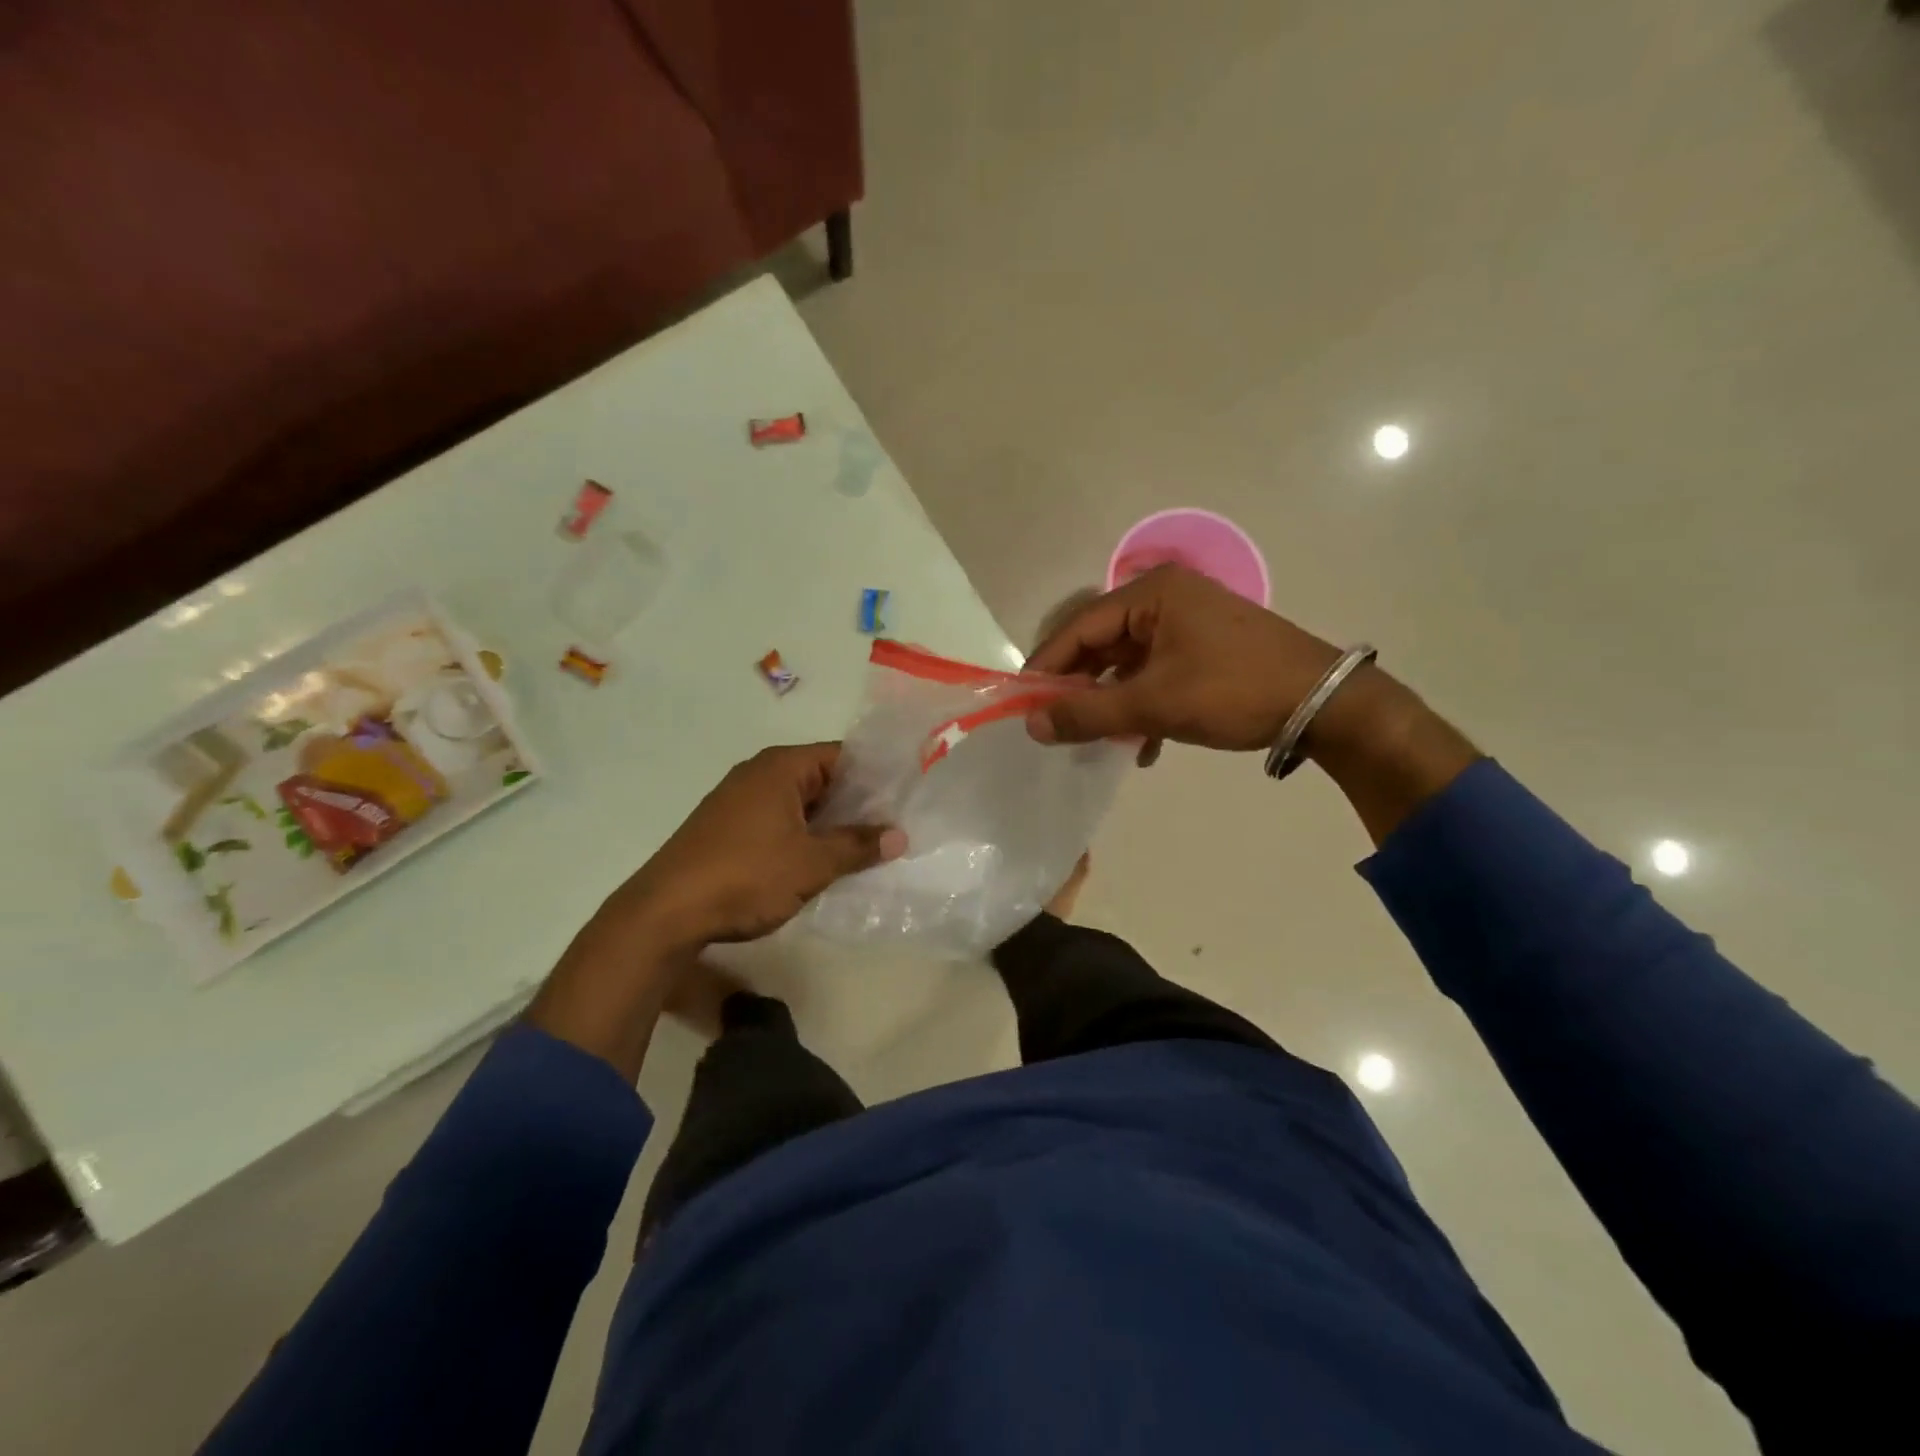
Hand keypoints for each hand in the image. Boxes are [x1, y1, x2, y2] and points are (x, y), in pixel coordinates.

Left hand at [613, 742, 904, 947]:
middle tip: (894, 827)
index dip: (876, 775)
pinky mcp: (727, 828)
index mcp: (781, 767)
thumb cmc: (746, 876)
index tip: (904, 798)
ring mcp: (739, 801)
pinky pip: (779, 822)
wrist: (665, 913)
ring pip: (800, 804)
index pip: (842, 756)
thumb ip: (858, 846)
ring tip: (866, 848)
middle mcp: (759, 774)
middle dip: (857, 804)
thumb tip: (899, 836)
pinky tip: (821, 862)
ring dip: (830, 824)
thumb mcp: (812, 863)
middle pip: (822, 778)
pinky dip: (803, 836)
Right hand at [1024, 565, 1345, 757]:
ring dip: (1111, 702)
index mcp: (1150, 595)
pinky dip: (1142, 704)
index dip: (1046, 667)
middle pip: (1101, 643)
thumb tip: (1032, 725)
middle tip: (1054, 724)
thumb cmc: (1233, 691)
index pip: (1078, 628)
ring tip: (1094, 739)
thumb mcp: (1154, 704)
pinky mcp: (1203, 647)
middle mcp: (1165, 599)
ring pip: (1127, 663)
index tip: (1022, 703)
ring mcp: (1187, 623)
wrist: (1325, 703)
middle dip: (1079, 687)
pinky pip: (1155, 672)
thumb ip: (1088, 714)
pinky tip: (1141, 744)